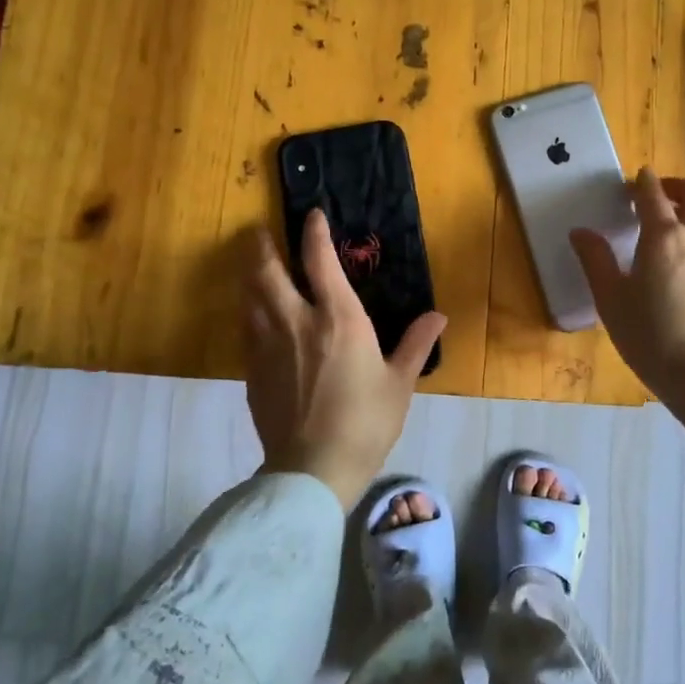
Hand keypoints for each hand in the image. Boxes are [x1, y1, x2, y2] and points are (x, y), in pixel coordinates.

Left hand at [243, 208, 447, 508]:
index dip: (314, 233)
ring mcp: (268, 345)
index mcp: (338, 318)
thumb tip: (438, 316)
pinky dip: (247, 310)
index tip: (312, 215)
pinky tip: (251, 313)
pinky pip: (245, 327)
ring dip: (249, 273)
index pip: (319, 260)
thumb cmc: (366, 422)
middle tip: (259, 231)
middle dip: (263, 246)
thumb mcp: (399, 383)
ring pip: (249, 296)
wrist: (313, 468)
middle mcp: (297, 321)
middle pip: (268, 271)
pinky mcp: (252, 370)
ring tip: (251, 263)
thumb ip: (416, 344)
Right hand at [569, 168, 684, 398]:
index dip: (642, 182)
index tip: (634, 179)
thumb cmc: (652, 338)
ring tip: (682, 221)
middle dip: (675, 186)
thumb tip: (580, 232)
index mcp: (663, 236)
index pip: (652, 195)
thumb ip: (595, 261)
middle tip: (658, 194)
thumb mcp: (611, 301)